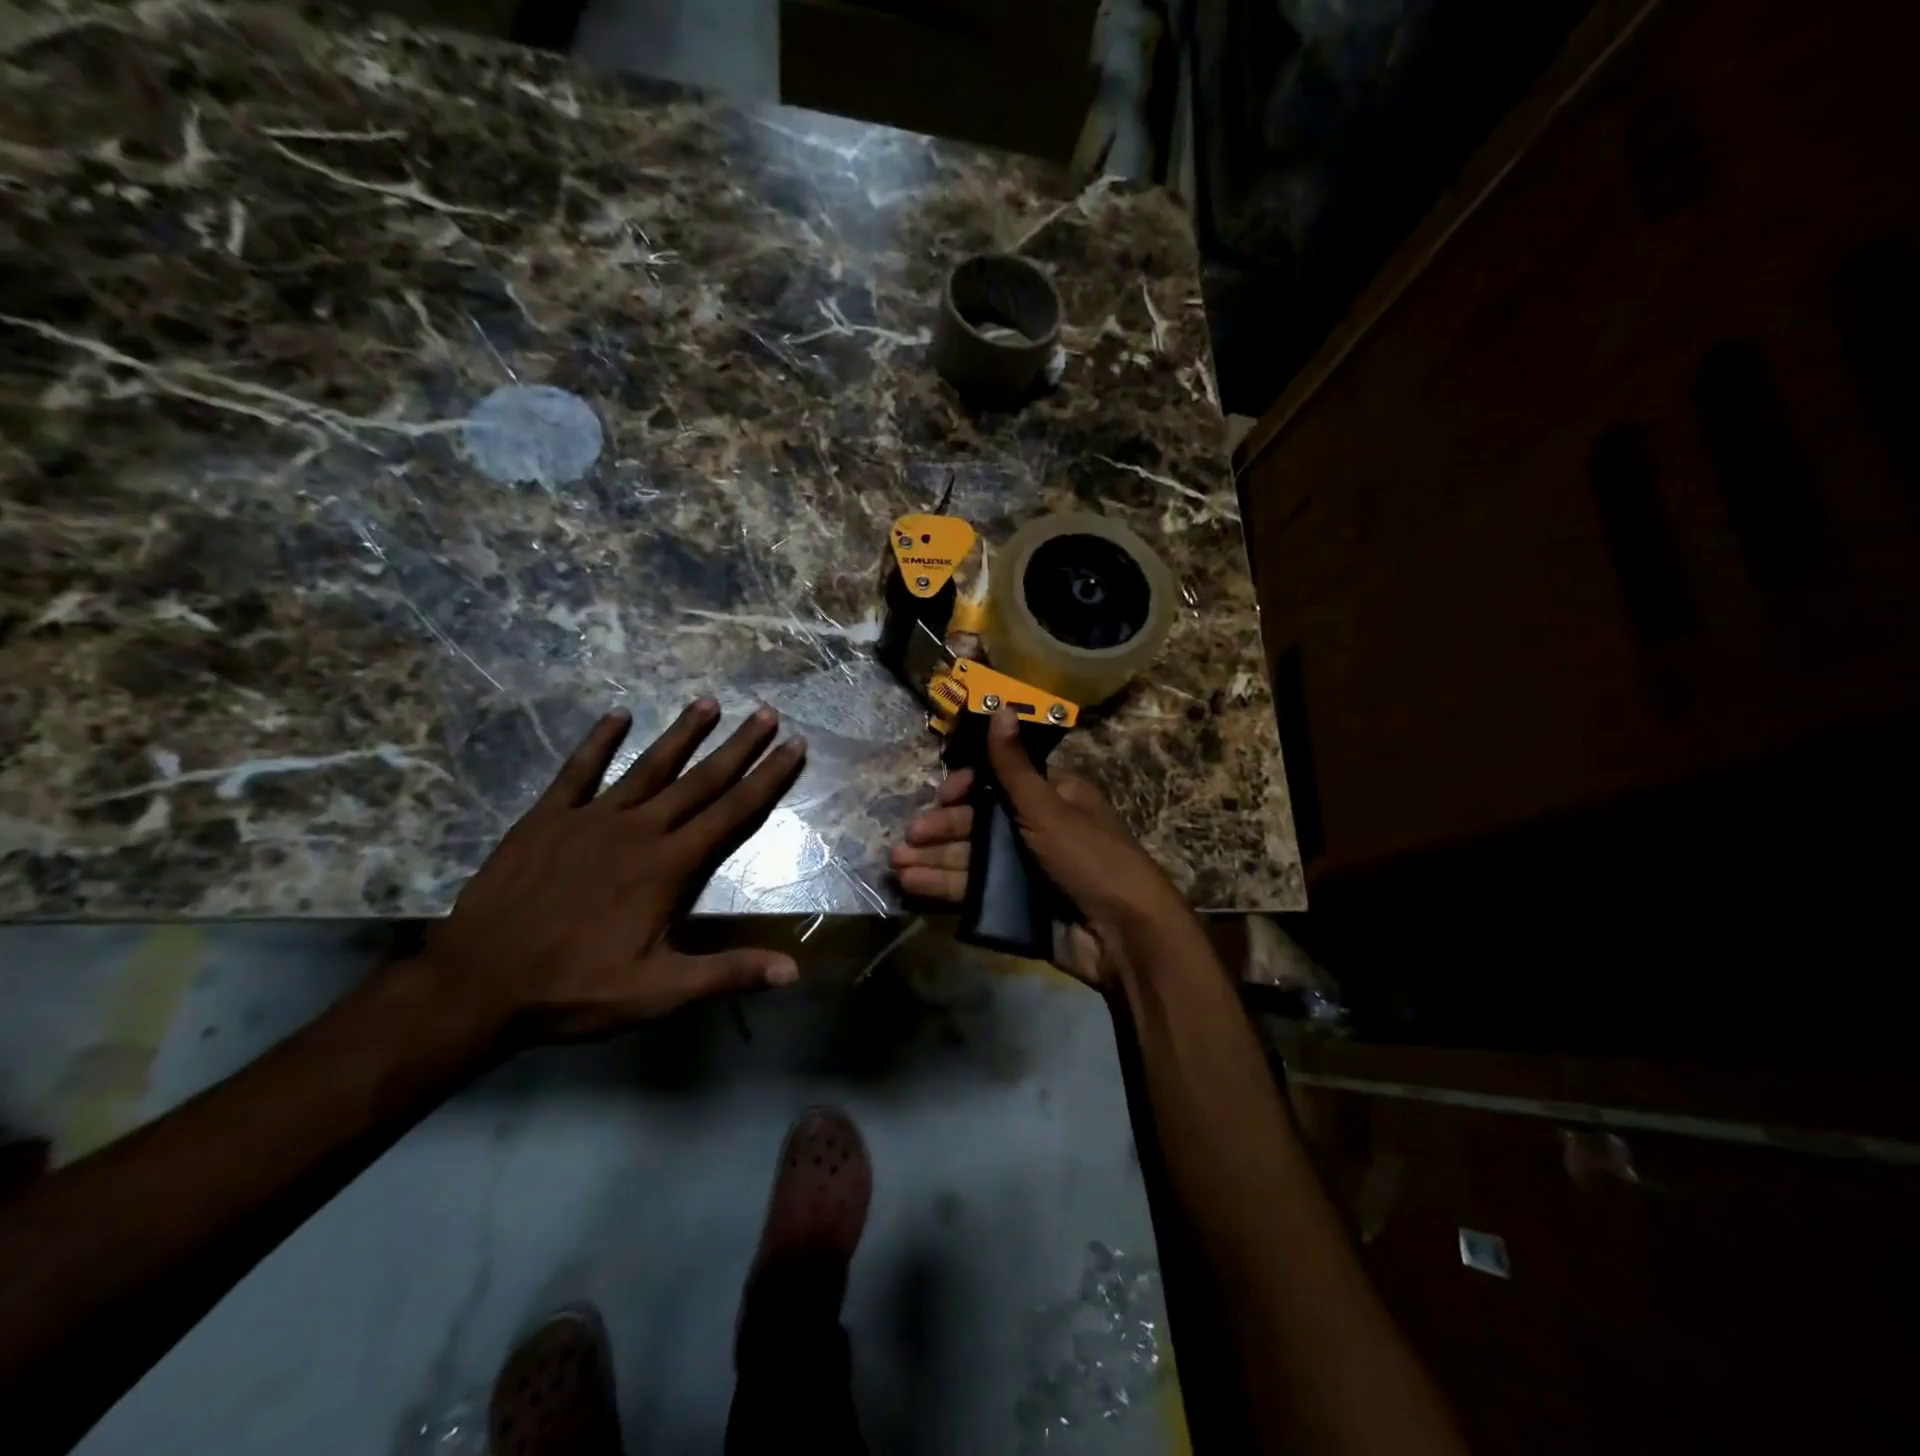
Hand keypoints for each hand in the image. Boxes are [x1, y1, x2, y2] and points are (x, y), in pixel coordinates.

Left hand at [420, 698, 805, 1041]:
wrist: (476, 984)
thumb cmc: (575, 988)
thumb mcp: (658, 992)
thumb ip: (728, 974)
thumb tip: (795, 971)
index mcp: (669, 865)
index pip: (733, 812)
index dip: (768, 778)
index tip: (794, 746)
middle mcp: (638, 830)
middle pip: (700, 780)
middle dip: (738, 746)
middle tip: (767, 713)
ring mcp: (590, 818)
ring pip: (648, 766)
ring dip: (682, 734)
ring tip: (709, 702)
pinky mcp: (547, 818)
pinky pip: (578, 771)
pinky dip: (598, 741)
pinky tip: (617, 714)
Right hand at [889, 708, 1197, 989]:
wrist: (1123, 935)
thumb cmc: (1088, 858)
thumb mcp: (1048, 807)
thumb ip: (1014, 766)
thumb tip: (1000, 707)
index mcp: (1053, 797)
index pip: (999, 783)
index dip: (967, 788)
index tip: (943, 796)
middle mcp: (1037, 829)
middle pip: (979, 822)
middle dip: (942, 829)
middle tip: (908, 839)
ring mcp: (1026, 869)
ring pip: (971, 858)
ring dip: (934, 860)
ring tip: (897, 866)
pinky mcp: (1016, 904)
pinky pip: (975, 891)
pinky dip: (944, 888)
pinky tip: (914, 886)